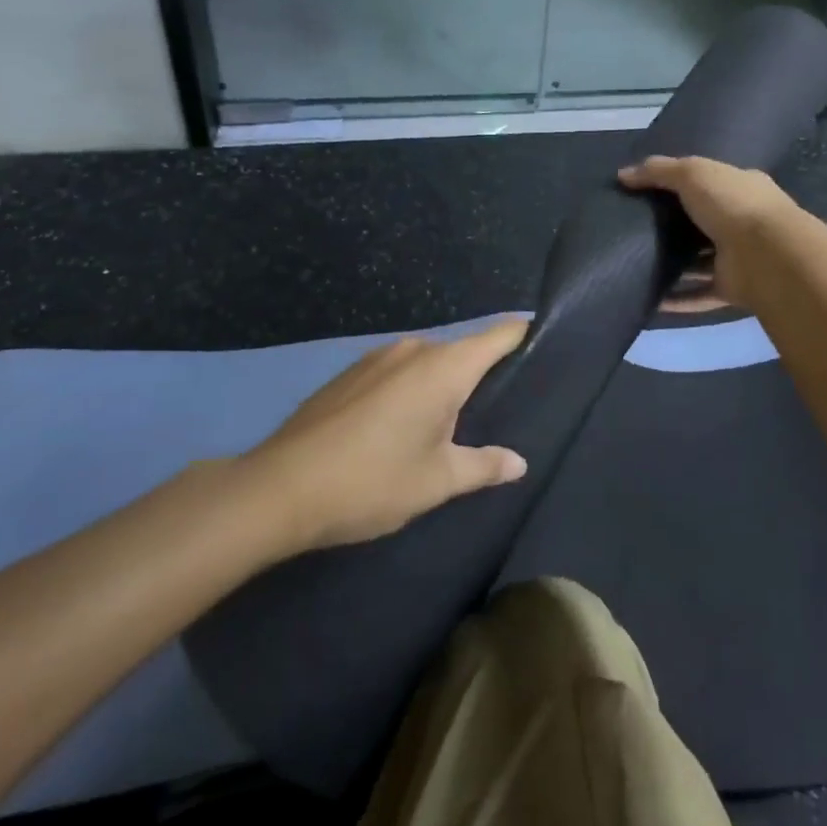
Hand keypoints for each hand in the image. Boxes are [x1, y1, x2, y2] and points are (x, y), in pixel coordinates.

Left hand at [249, 320, 529, 548]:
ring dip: (443, 385)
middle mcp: (412, 349)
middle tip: (502, 408)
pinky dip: (411, 390)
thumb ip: (483, 466)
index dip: (526, 336)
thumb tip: (518, 463)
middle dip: (483, 374)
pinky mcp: (348, 375)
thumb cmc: (372, 481)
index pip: (500, 336)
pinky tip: (402, 426)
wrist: (278, 489)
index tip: (547, 346)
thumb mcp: (436, 480)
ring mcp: (375, 358)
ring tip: (453, 423)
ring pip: (427, 363)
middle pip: (463, 351)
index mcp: (444, 367)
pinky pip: (396, 372)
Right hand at [618, 156, 798, 309]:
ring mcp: (739, 257)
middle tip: (636, 229)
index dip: (683, 183)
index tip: (649, 191)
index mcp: (742, 188)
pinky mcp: (732, 288)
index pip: (711, 182)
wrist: (766, 255)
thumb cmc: (732, 204)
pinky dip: (678, 300)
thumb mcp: (692, 173)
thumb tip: (623, 174)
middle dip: (676, 227)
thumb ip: (658, 171)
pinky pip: (699, 295)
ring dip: (676, 266)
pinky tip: (651, 301)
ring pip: (701, 262)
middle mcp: (743, 222)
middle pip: (704, 223)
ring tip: (638, 265)